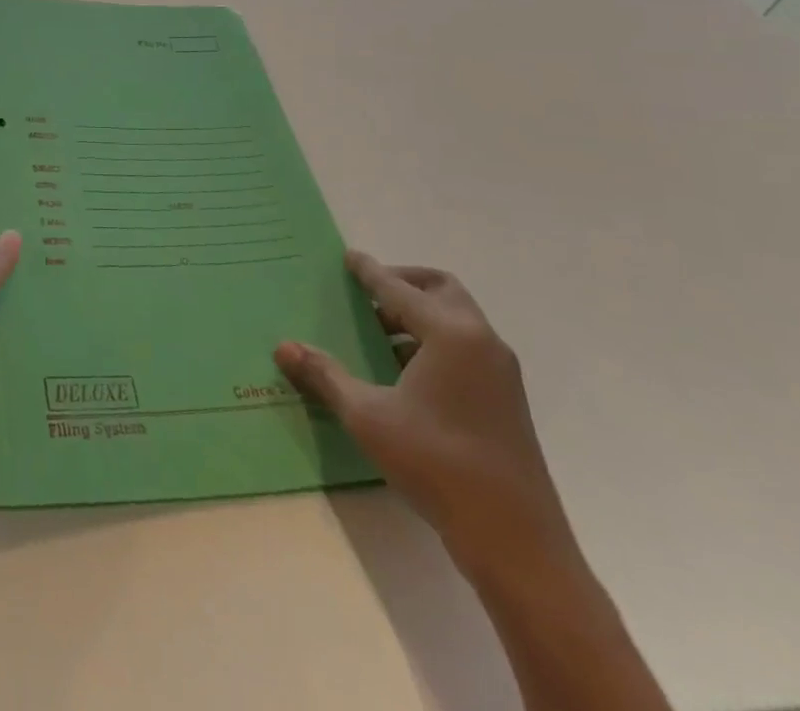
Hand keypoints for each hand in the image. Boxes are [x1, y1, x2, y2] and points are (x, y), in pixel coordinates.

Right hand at [275, 252, 573, 578]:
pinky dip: (434, 341)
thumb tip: (283, 347)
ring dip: (418, 315)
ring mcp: (500, 372)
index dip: (370, 272)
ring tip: (378, 335)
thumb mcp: (367, 416)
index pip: (400, 289)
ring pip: (456, 319)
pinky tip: (403, 372)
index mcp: (451, 334)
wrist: (516, 542)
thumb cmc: (437, 464)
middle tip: (367, 293)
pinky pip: (465, 347)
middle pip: (441, 289)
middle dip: (403, 283)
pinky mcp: (505, 400)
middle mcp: (481, 341)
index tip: (349, 257)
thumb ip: (325, 376)